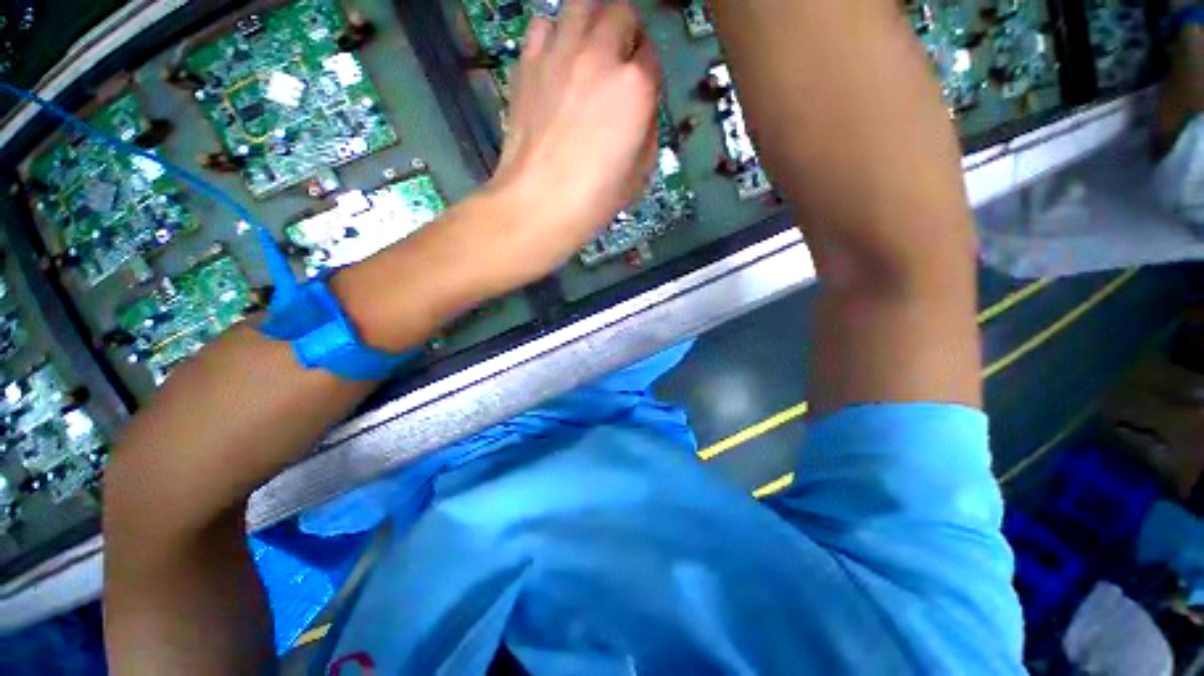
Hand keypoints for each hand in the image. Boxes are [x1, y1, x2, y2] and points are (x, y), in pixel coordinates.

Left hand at [471, 0, 661, 292]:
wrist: (537, 205)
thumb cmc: (593, 200)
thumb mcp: (638, 176)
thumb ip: (647, 133)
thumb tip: (642, 113)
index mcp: (634, 87)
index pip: (651, 57)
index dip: (648, 73)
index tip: (642, 91)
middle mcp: (599, 56)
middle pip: (621, 13)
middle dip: (627, 34)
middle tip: (621, 61)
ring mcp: (559, 54)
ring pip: (582, 5)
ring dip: (593, 21)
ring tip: (590, 49)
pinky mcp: (527, 64)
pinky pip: (542, 25)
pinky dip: (553, 34)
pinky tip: (556, 60)